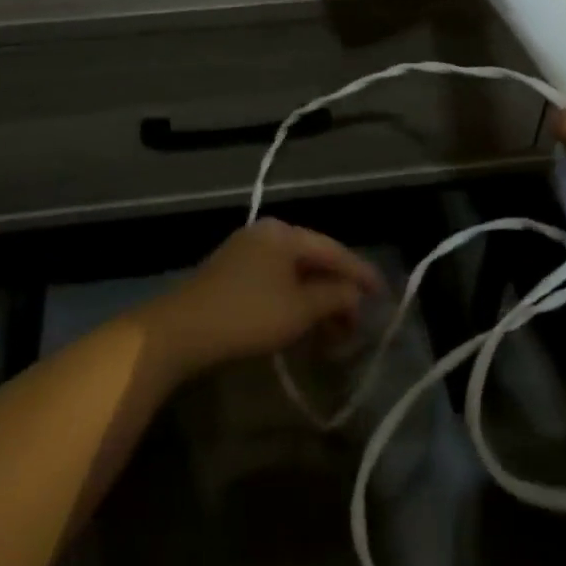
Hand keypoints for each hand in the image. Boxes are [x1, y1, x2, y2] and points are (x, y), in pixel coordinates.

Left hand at [139, 218, 385, 379]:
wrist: (181, 330)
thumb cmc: (248, 315)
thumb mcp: (301, 309)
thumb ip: (335, 296)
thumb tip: (354, 293)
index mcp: (284, 233)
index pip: (334, 249)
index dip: (362, 273)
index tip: (384, 295)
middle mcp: (266, 234)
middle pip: (314, 260)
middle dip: (338, 292)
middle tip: (356, 324)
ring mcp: (245, 252)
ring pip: (294, 273)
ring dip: (317, 301)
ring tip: (333, 332)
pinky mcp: (231, 273)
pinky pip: (276, 281)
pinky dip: (295, 301)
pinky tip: (302, 323)